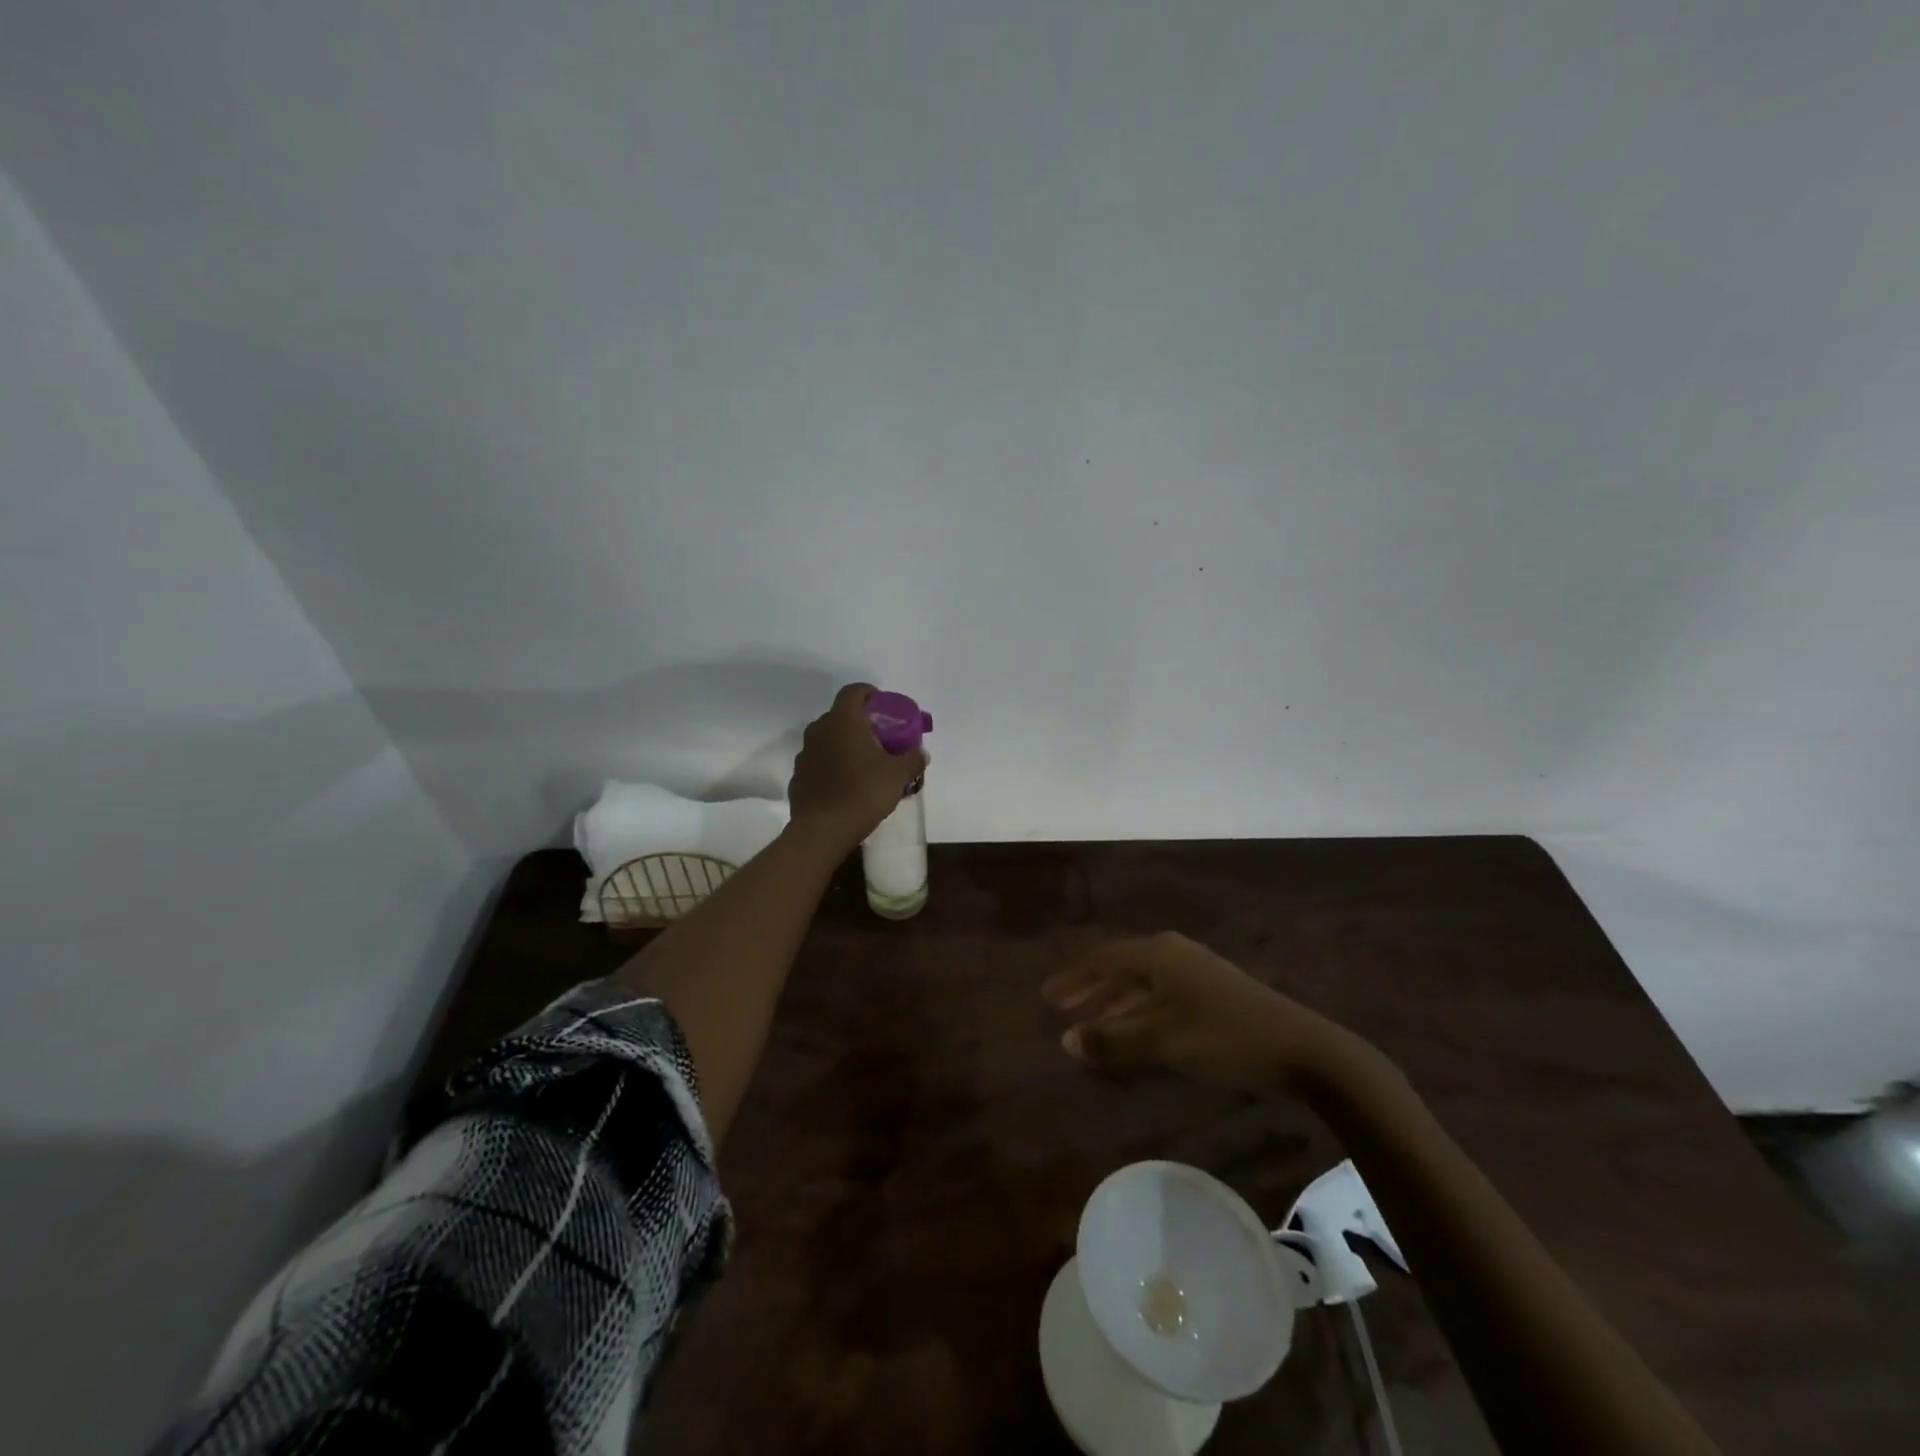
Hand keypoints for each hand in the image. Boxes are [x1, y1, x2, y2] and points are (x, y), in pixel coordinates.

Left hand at [787, 683, 927, 857]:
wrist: (823, 830)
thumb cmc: (863, 792)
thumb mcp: (898, 775)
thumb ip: (912, 758)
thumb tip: (921, 753)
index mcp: (844, 720)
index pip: (854, 691)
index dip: (870, 694)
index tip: (884, 708)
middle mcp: (819, 729)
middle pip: (841, 715)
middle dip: (861, 723)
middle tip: (880, 739)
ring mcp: (805, 753)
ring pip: (828, 739)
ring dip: (845, 745)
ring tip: (864, 764)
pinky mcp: (798, 775)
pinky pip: (819, 761)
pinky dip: (832, 765)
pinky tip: (846, 784)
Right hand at [1041, 933, 1369, 1094]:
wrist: (1300, 1048)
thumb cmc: (1222, 1037)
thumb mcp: (1162, 1040)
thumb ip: (1113, 1040)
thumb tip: (1066, 1040)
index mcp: (1157, 954)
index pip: (1101, 959)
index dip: (1073, 978)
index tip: (1047, 997)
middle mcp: (1172, 952)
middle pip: (1120, 967)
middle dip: (1091, 990)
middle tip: (1063, 1010)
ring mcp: (1195, 969)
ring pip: (1141, 981)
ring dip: (1115, 1002)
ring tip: (1092, 1024)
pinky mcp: (1212, 989)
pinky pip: (1160, 993)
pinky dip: (1139, 1009)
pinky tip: (1136, 1030)